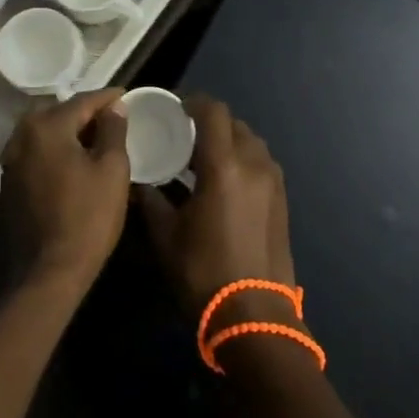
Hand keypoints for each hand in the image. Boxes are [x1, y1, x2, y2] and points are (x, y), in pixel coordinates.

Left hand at [1, 89, 130, 292]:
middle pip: (59, 112)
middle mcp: (22, 135)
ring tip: (95, 138)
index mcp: (47, 126)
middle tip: (112, 118)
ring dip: (69, 130)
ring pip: (45, 131)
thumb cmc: (88, 216)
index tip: (127, 95)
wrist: (50, 271)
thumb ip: (113, 130)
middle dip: (86, 112)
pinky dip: (55, 149)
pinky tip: (74, 160)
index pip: (83, 101)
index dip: (108, 98)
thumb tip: (114, 107)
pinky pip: (36, 151)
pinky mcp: (9, 182)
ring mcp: (11, 160)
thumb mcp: (112, 169)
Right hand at [138, 96, 297, 325]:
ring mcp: (273, 181)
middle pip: (234, 124)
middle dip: (211, 123)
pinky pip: (262, 162)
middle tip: (187, 137)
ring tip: (207, 160)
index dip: (194, 102)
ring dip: (230, 141)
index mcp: (224, 165)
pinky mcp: (282, 199)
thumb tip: (136, 181)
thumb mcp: (166, 236)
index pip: (213, 111)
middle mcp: (253, 163)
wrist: (254, 314)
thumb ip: (150, 200)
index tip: (177, 110)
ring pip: (251, 142)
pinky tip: (227, 183)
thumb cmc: (204, 271)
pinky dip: (244, 159)